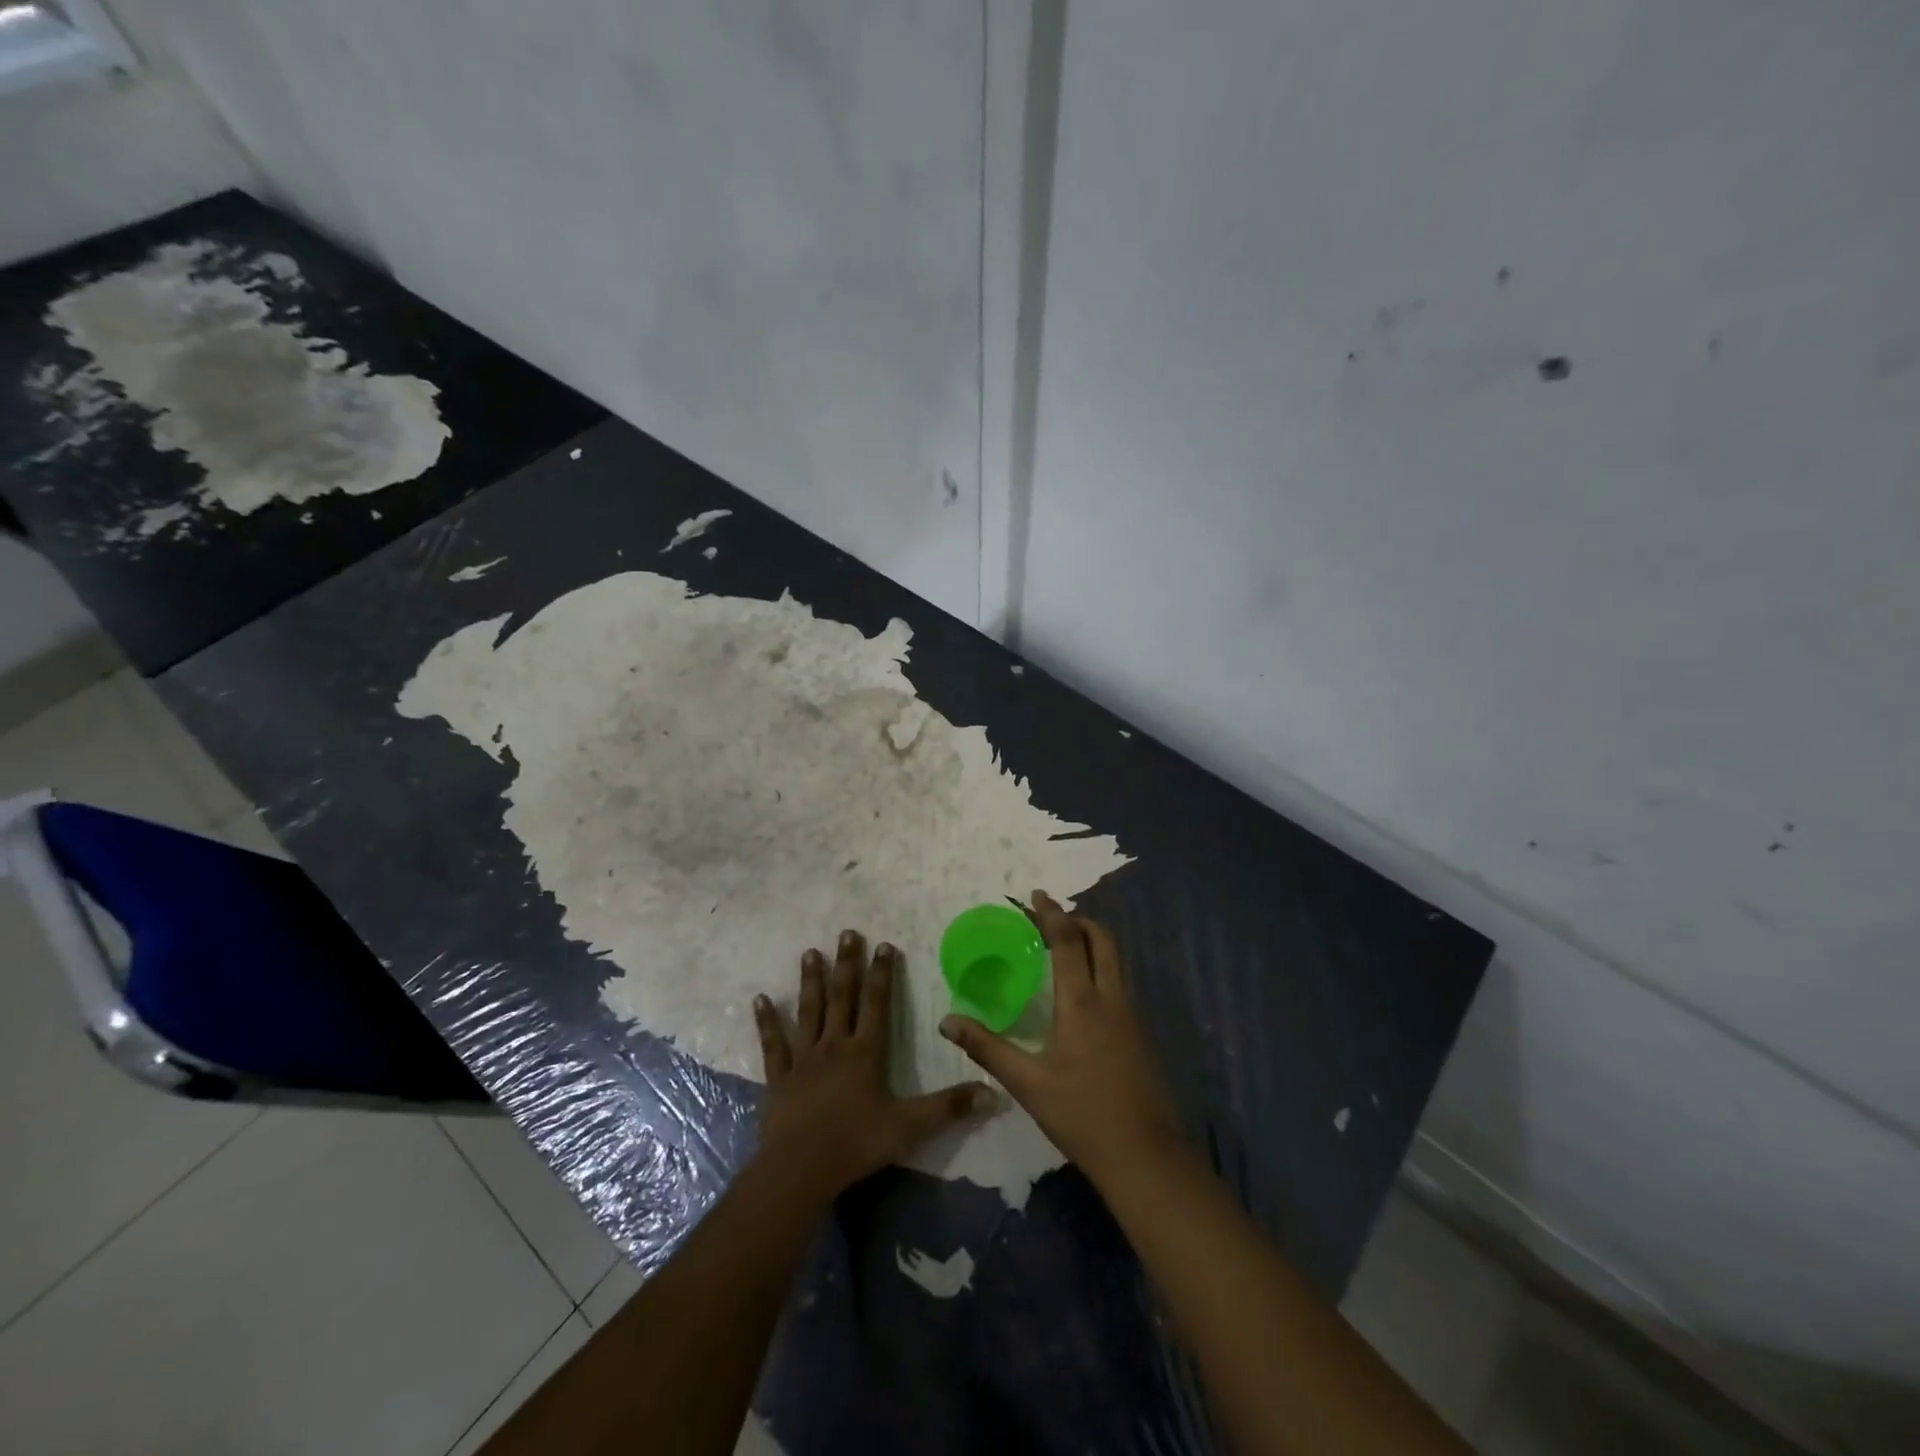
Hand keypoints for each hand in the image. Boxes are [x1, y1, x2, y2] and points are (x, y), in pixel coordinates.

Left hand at [753, 929, 994, 1202]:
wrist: (799, 1170)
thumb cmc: (856, 1144)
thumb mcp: (910, 1127)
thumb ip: (949, 1108)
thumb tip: (993, 1093)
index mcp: (865, 1052)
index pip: (877, 1003)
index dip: (882, 974)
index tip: (884, 945)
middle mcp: (834, 1045)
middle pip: (842, 997)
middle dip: (847, 964)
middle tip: (847, 933)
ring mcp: (803, 1059)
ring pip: (808, 1011)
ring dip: (811, 981)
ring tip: (810, 952)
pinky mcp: (779, 1077)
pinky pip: (773, 1043)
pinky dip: (767, 1021)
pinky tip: (760, 999)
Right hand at [940, 891, 1181, 1186]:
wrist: (1144, 1155)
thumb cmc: (1081, 1115)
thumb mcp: (1027, 1083)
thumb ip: (987, 1047)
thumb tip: (947, 1021)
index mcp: (1082, 1002)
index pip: (1068, 940)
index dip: (1051, 913)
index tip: (1035, 895)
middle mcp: (1111, 997)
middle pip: (1102, 938)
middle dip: (1077, 919)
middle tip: (1049, 916)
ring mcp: (1131, 1013)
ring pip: (1116, 958)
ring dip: (1092, 939)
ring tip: (1064, 943)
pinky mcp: (1140, 1031)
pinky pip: (1120, 979)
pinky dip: (1101, 964)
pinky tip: (1083, 987)